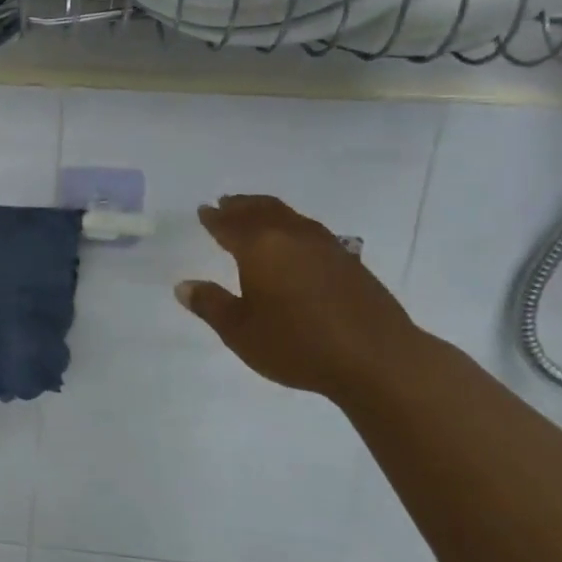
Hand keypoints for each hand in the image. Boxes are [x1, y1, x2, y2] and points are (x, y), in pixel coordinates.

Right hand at [176, 195, 426, 400]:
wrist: (378, 359)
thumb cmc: (298, 344)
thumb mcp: (241, 332)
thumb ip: (211, 305)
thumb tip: (183, 285)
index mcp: (259, 247)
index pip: (229, 225)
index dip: (214, 218)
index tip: (204, 210)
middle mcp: (291, 236)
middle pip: (260, 210)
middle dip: (240, 205)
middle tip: (225, 202)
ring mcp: (325, 245)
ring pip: (288, 215)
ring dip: (266, 210)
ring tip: (256, 213)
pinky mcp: (349, 260)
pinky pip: (309, 229)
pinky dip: (291, 225)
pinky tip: (294, 240)